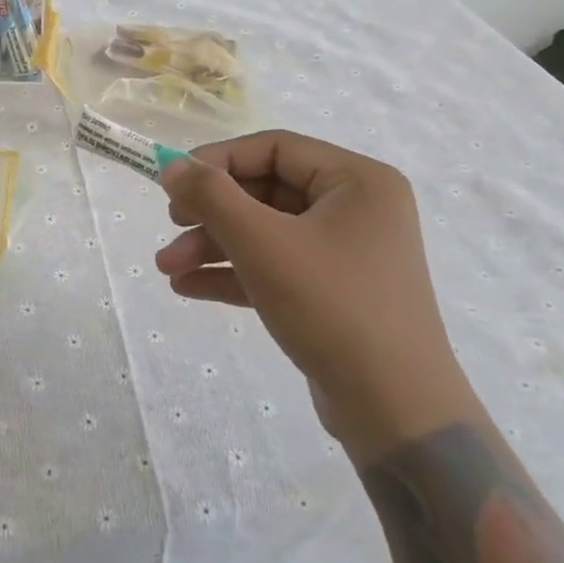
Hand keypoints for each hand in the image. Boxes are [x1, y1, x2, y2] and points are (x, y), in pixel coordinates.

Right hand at [156, 131, 480, 462]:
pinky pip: (277, 267)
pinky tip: (188, 287)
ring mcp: (347, 253)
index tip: (174, 181)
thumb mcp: (263, 244)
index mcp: (357, 181)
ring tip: (166, 268)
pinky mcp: (334, 293)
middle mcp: (357, 208)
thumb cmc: (332, 308)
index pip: (275, 148)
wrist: (397, 414)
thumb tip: (172, 166)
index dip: (219, 160)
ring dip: (214, 246)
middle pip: (267, 191)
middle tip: (171, 226)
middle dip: (212, 213)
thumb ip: (212, 197)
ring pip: (266, 232)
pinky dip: (235, 273)